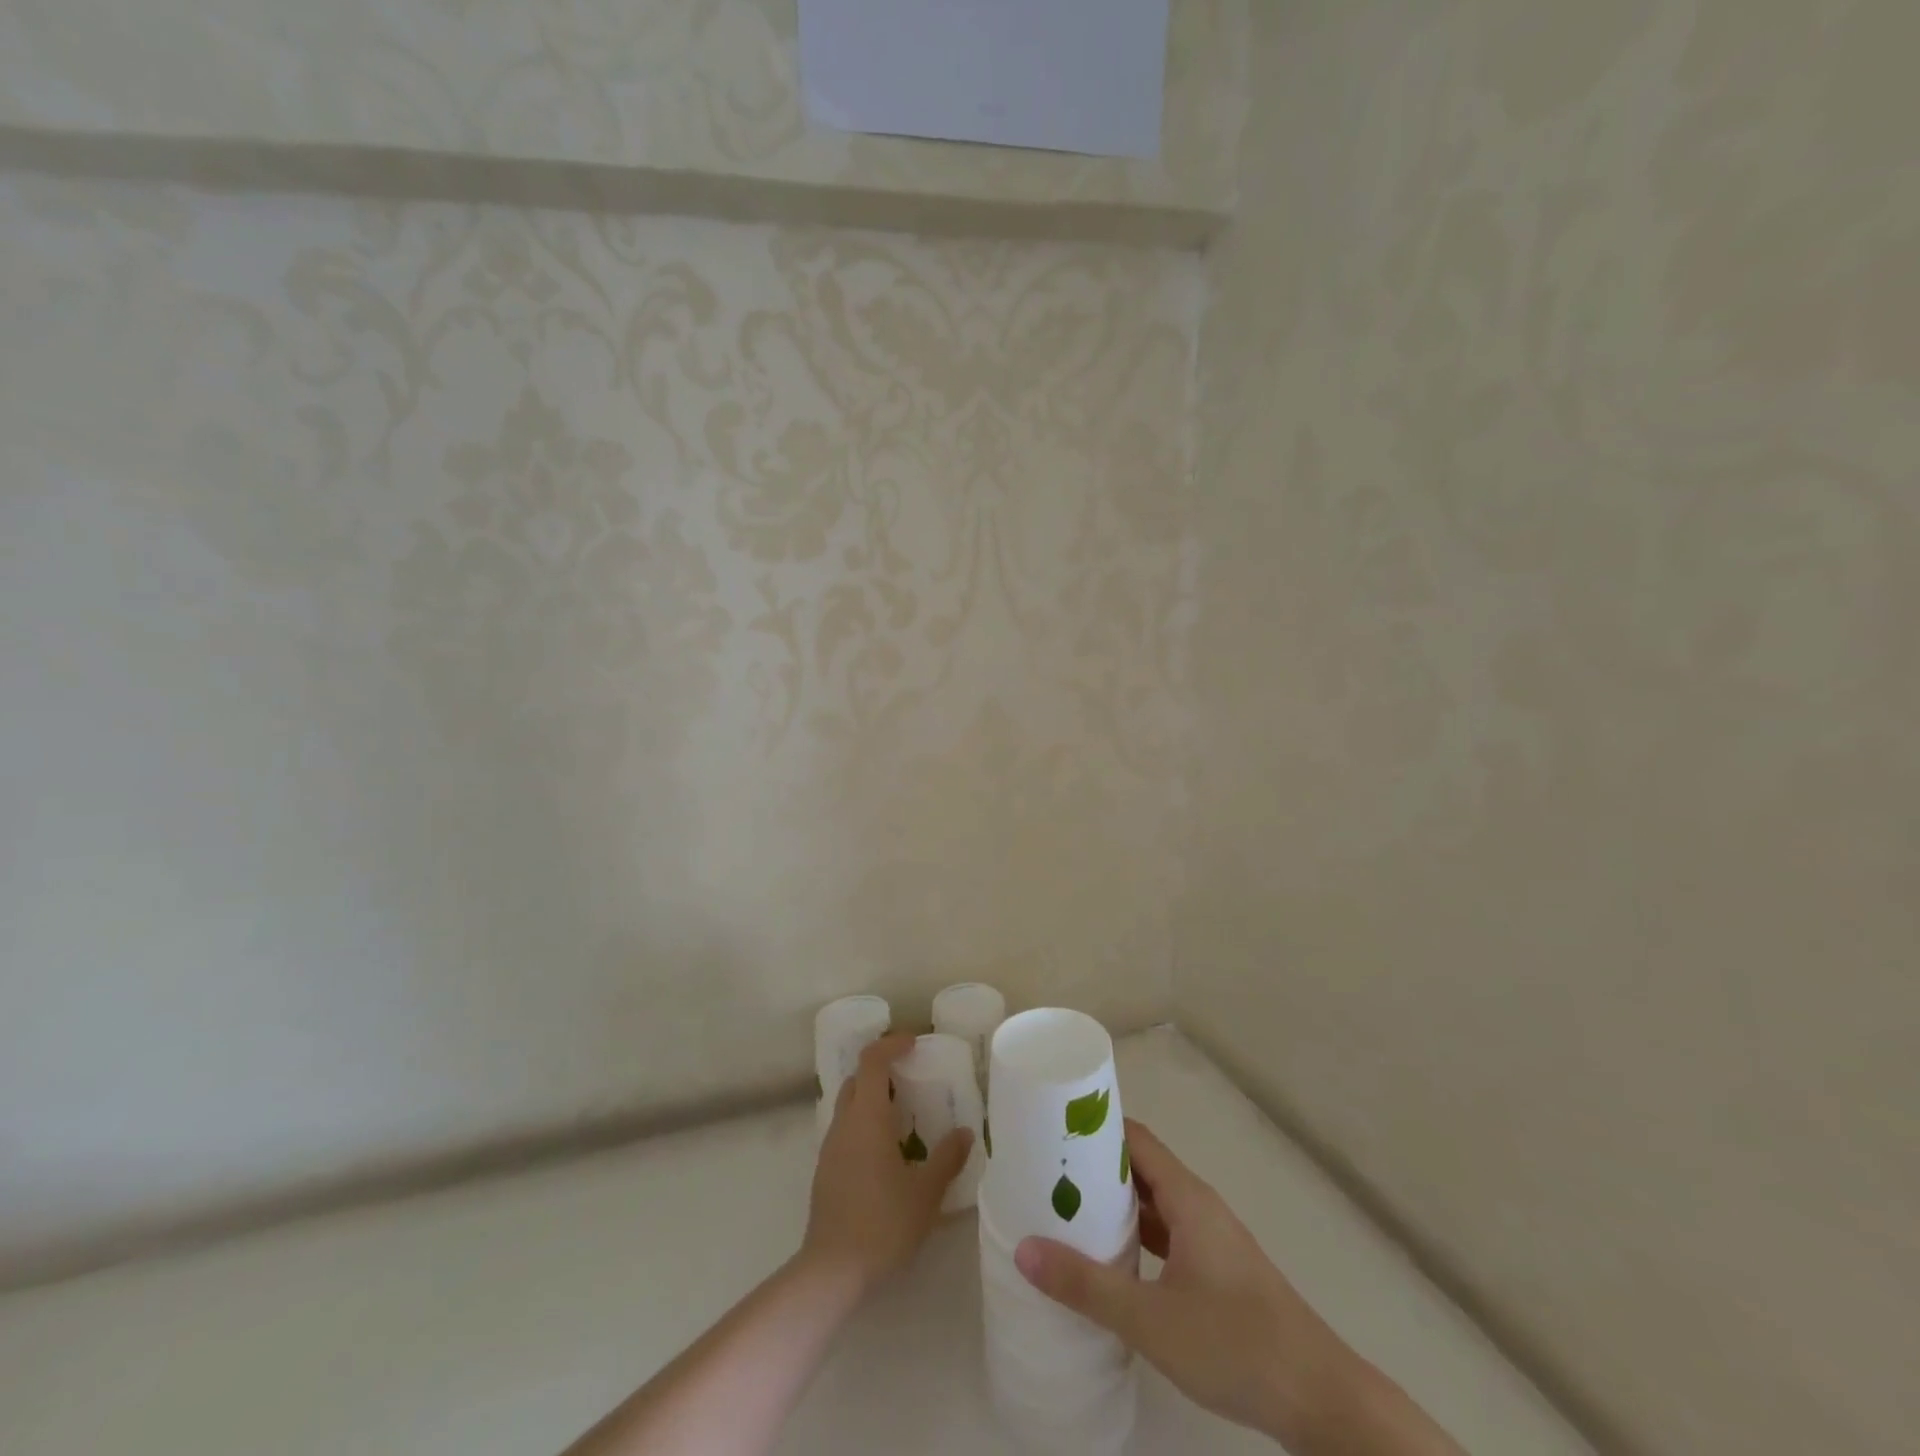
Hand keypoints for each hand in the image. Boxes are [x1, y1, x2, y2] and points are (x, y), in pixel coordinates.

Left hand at [801, 1034, 972, 1296]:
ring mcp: (830, 1148)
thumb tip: (964, 1132)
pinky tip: (887, 1151)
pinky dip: (865, 1124)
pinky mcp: (825, 1171)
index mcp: (867, 1118)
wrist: (832, 1271)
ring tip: (904, 1114)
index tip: (913, 1043)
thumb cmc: (882, 1224)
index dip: (891, 1044)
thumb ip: (947, 1158)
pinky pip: (846, 1130)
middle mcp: (844, 1124)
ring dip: (872, 1098)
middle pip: (857, 1079)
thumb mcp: (926, 1192)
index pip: (872, 1061)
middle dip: (881, 1070)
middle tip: (911, 1077)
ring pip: (849, 1105)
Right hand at [1016, 1120, 1454, 1454]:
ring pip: (1152, 1203)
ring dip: (1113, 1203)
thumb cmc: (1235, 1344)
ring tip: (1063, 1210)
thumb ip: (1086, 1285)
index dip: (1093, 1126)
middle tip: (1043, 1171)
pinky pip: (1166, 1234)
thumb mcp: (1150, 1319)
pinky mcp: (1216, 1272)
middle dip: (1094, 1165)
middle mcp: (1198, 1205)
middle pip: (1139, 1166)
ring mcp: (1210, 1239)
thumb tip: (1023, 1250)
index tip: (1050, 1127)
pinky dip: (1135, 1235)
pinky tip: (1109, 1259)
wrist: (1321, 1402)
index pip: (1132, 1137)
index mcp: (1186, 1196)